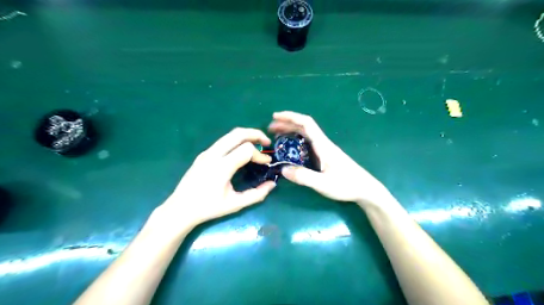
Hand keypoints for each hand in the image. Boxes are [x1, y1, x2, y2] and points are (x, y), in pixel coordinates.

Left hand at [157, 128, 276, 226]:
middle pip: (238, 133)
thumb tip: (272, 184)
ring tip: (258, 144)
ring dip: (246, 135)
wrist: (180, 209)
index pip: (246, 150)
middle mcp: (213, 155)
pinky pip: (223, 141)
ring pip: (230, 135)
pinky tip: (242, 151)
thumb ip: (256, 194)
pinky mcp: (203, 154)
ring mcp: (207, 152)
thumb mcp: (235, 204)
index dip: (260, 155)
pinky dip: (237, 141)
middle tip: (267, 142)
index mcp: (221, 167)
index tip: (267, 163)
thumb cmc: (208, 208)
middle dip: (255, 134)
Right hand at [269, 110, 390, 205]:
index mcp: (323, 145)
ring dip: (291, 130)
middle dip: (287, 123)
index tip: (275, 117)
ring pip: (306, 134)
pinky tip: (290, 147)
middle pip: (304, 126)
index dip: (291, 117)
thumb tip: (282, 169)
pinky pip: (308, 142)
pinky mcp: (325, 155)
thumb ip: (303, 177)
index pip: (306, 124)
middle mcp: (323, 143)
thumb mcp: (323, 184)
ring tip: (277, 135)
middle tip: (270, 128)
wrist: (365, 189)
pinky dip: (296, 140)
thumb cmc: (346, 185)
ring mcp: (325, 149)